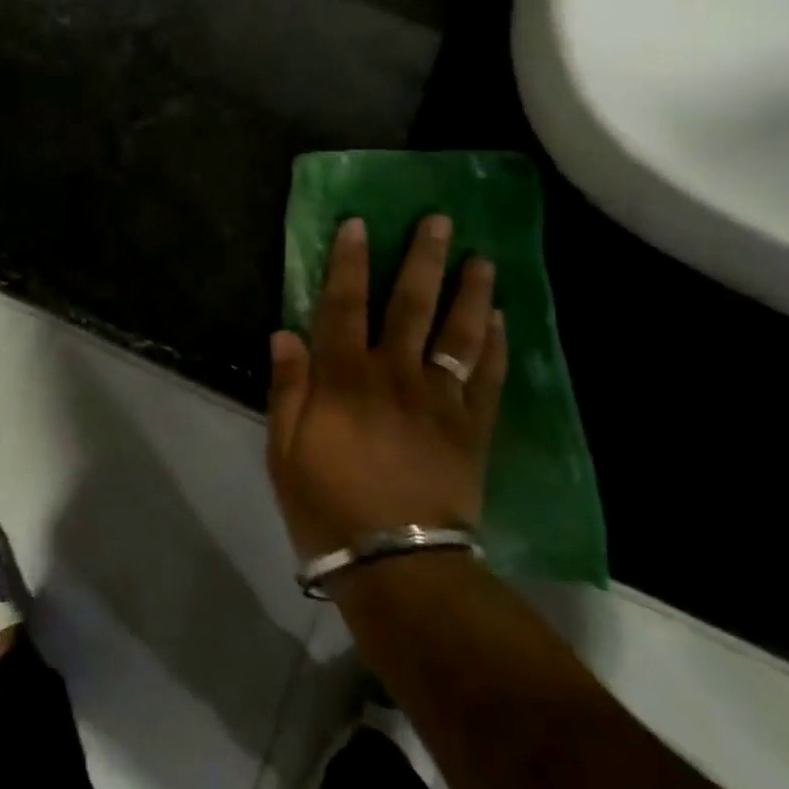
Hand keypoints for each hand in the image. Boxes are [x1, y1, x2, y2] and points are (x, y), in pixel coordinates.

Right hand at [266, 215, 507, 562]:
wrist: (398, 567)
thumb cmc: (329, 507)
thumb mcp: (285, 452)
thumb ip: (288, 389)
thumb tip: (285, 332)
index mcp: (345, 377)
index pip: (344, 304)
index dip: (349, 261)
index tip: (359, 223)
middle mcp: (395, 374)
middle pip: (411, 305)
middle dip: (423, 259)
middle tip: (439, 221)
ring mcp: (440, 400)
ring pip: (458, 334)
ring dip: (471, 293)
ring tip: (483, 260)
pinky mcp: (472, 429)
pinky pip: (489, 380)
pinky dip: (498, 348)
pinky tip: (504, 321)